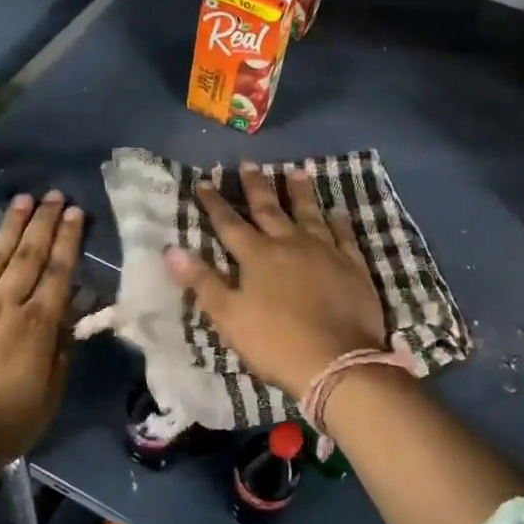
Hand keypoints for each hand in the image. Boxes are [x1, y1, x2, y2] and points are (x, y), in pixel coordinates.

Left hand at [0, 192, 83, 467]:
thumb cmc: (3, 425)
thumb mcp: (49, 396)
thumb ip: (60, 351)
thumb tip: (69, 314)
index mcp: (37, 326)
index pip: (58, 272)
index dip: (68, 240)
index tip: (76, 213)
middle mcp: (6, 306)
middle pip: (28, 255)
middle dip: (44, 222)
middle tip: (55, 194)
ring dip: (11, 226)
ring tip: (24, 199)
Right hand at [163, 163, 386, 401]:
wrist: (337, 362)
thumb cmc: (276, 342)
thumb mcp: (228, 316)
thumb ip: (202, 281)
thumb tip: (171, 250)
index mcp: (258, 256)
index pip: (230, 223)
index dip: (215, 203)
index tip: (205, 181)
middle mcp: (290, 244)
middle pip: (269, 209)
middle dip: (256, 185)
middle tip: (248, 161)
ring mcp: (325, 252)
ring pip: (309, 213)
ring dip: (300, 192)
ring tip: (296, 170)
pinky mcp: (352, 266)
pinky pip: (344, 236)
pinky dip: (338, 222)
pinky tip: (337, 212)